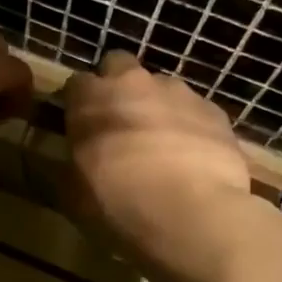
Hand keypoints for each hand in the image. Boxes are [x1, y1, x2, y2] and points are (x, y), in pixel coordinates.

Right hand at [63, 52, 255, 280]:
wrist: (191, 216)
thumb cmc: (116, 204)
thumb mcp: (71, 195)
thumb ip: (67, 167)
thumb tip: (69, 162)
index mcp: (91, 99)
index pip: (76, 83)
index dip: (77, 104)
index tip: (80, 127)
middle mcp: (134, 83)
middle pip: (119, 65)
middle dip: (117, 87)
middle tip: (119, 124)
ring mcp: (179, 93)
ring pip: (161, 87)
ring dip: (156, 107)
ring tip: (161, 147)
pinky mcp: (215, 111)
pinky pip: (195, 111)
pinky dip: (190, 127)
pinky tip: (192, 160)